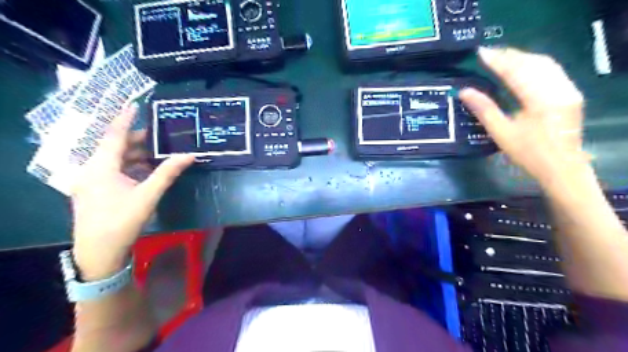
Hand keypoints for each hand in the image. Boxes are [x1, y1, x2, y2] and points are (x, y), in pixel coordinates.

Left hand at [70, 105, 193, 279]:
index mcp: (101, 167)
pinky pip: (113, 171)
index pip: (114, 135)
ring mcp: (90, 181)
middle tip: (160, 136)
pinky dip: (130, 167)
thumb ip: (167, 173)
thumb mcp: (148, 195)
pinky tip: (145, 171)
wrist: (98, 253)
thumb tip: (189, 155)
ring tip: (158, 154)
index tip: (135, 105)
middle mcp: (91, 170)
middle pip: (115, 147)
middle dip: (138, 141)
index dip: (125, 119)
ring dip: (135, 155)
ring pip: (114, 160)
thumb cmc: (122, 221)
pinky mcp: (93, 191)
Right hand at [459, 46, 592, 189]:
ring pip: (545, 64)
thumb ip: (483, 109)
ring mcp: (567, 90)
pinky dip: (534, 65)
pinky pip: (552, 71)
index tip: (481, 52)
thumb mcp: (501, 133)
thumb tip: (464, 91)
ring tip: (502, 57)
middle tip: (489, 53)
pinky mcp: (570, 93)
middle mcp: (558, 89)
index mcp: (540, 100)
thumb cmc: (528, 154)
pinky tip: (522, 67)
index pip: (516, 72)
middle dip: (510, 55)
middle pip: (533, 62)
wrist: (562, 168)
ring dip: (522, 58)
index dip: (497, 60)